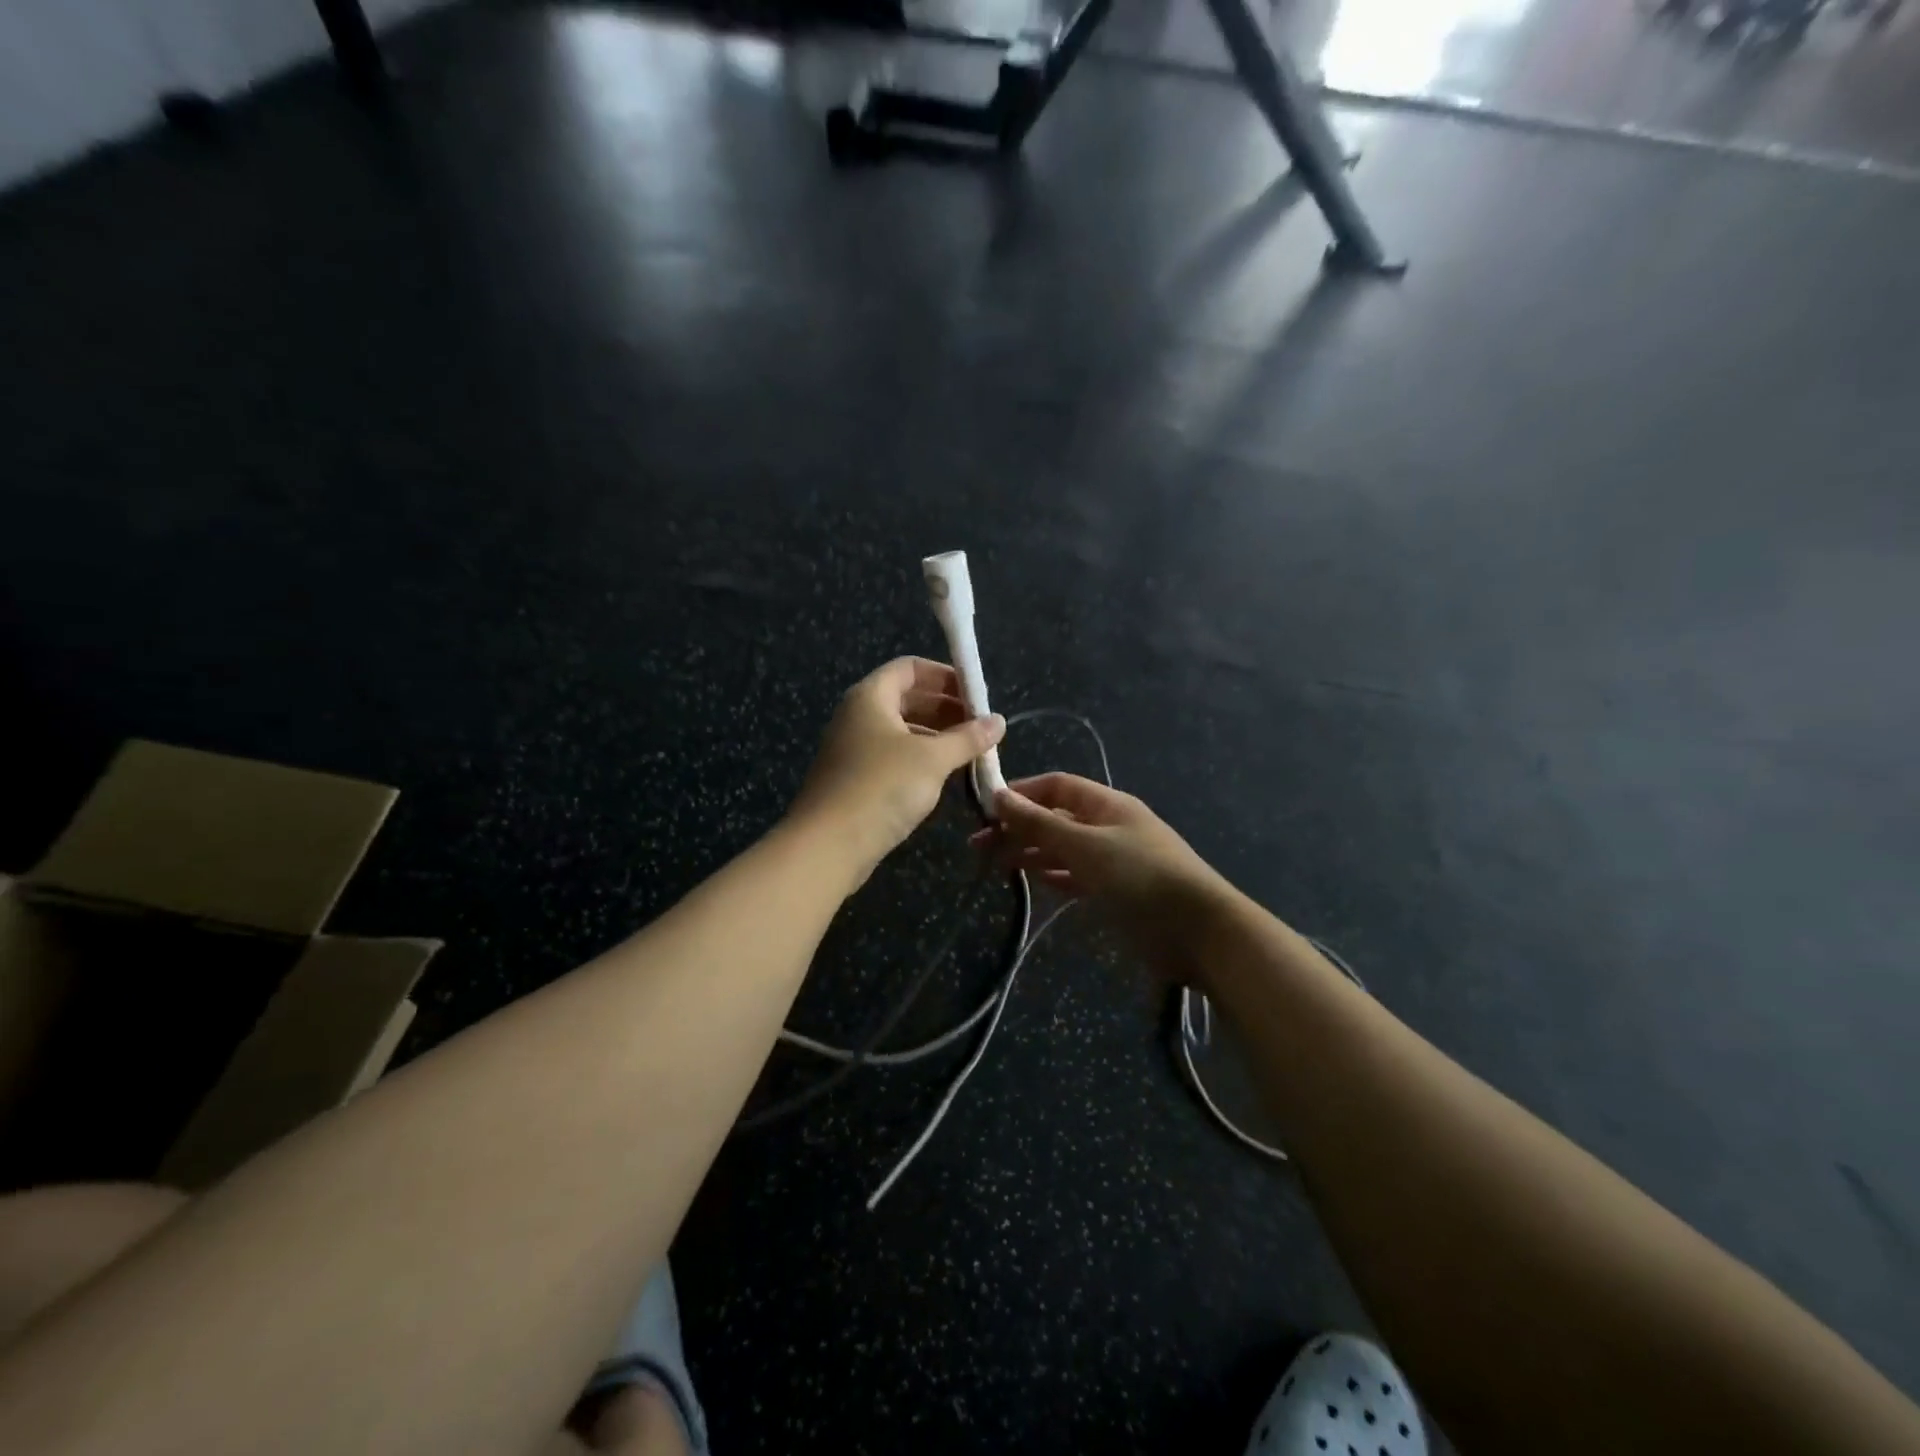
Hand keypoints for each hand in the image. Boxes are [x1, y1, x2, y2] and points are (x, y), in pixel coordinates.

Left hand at [788, 657, 1004, 885]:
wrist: (828, 845)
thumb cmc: (882, 787)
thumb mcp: (932, 759)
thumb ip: (967, 738)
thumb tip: (999, 721)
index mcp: (870, 697)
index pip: (909, 668)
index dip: (944, 675)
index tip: (976, 695)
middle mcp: (857, 716)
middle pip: (906, 698)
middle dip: (946, 709)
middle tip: (980, 727)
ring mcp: (853, 749)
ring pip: (901, 731)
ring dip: (936, 737)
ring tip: (970, 753)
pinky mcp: (854, 779)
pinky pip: (893, 757)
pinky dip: (920, 759)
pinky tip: (944, 777)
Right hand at [979, 773, 1235, 970]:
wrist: (1198, 931)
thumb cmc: (1139, 877)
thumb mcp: (1084, 845)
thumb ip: (1040, 823)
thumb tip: (999, 795)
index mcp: (1106, 804)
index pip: (1056, 785)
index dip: (1021, 793)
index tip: (986, 810)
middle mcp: (1108, 826)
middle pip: (1056, 817)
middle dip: (1019, 826)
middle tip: (979, 846)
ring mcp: (1113, 860)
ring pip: (1063, 847)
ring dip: (1031, 851)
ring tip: (995, 864)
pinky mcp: (1116, 891)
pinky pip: (1075, 875)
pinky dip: (1052, 875)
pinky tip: (1031, 880)